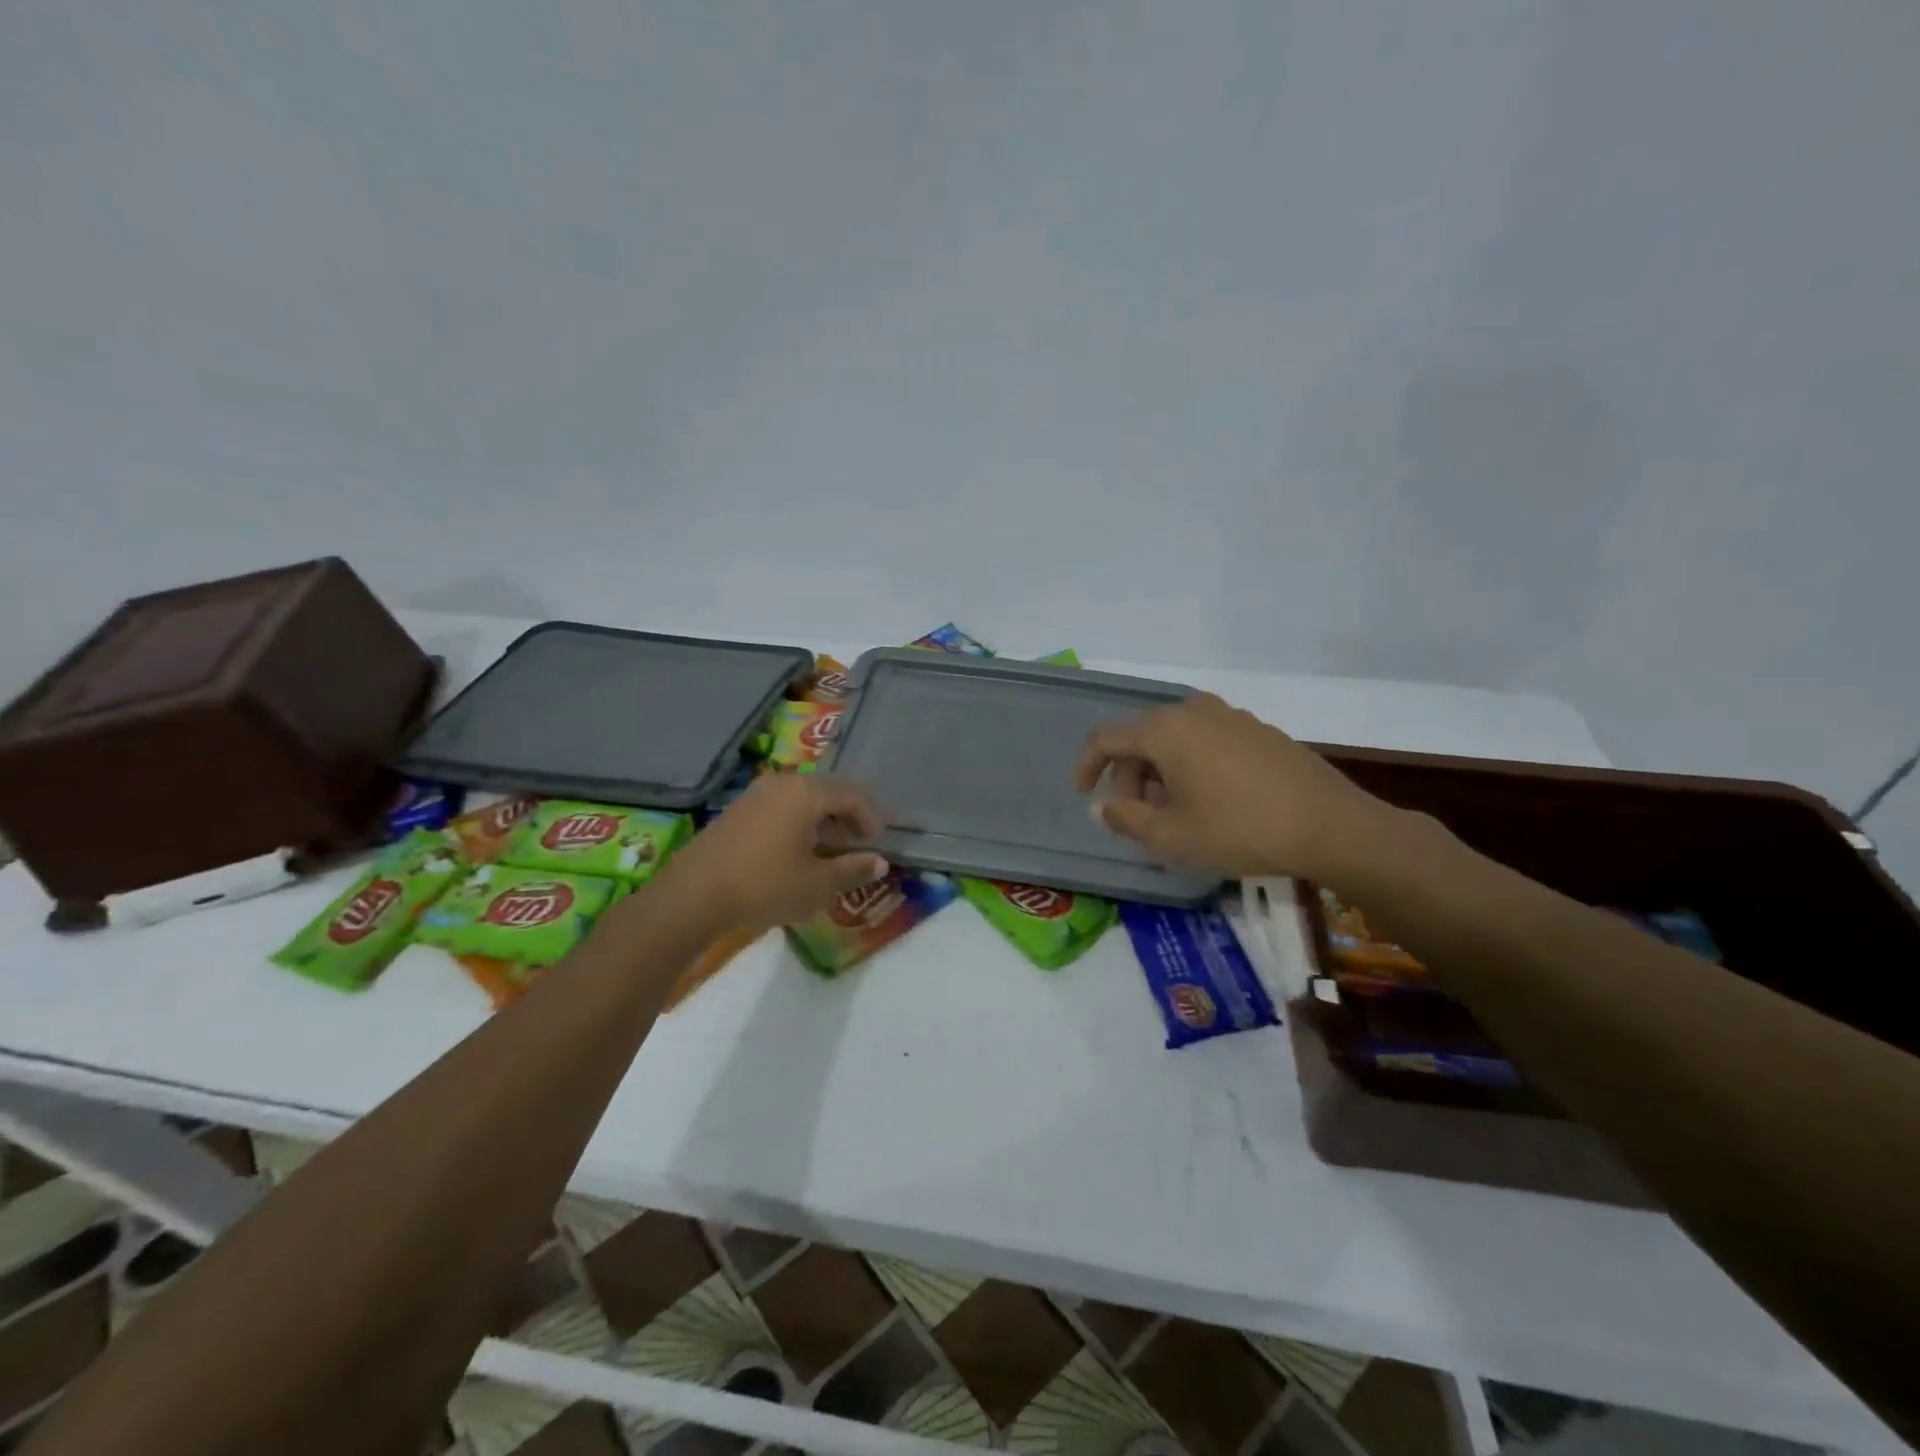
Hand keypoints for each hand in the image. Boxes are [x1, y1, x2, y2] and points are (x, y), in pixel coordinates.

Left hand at [654, 773, 889, 932]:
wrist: (692, 895)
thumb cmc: (764, 885)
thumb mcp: (817, 884)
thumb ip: (852, 870)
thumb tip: (879, 862)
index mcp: (806, 793)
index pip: (852, 794)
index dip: (871, 816)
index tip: (878, 841)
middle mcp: (782, 783)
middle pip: (826, 792)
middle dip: (847, 817)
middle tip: (858, 843)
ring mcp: (755, 795)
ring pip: (801, 800)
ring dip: (822, 821)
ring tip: (830, 850)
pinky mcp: (737, 811)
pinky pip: (780, 808)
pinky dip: (798, 824)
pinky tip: (797, 852)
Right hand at [1074, 693, 1400, 881]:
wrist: (1331, 826)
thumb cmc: (1240, 830)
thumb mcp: (1171, 836)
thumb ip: (1125, 818)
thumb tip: (1101, 805)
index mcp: (1165, 729)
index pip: (1105, 738)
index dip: (1086, 766)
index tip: (1084, 795)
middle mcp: (1194, 711)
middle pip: (1141, 738)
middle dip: (1127, 776)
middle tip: (1134, 817)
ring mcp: (1231, 716)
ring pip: (1175, 740)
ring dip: (1160, 774)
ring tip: (1172, 814)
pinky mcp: (1258, 730)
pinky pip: (1206, 741)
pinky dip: (1191, 766)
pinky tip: (1208, 802)